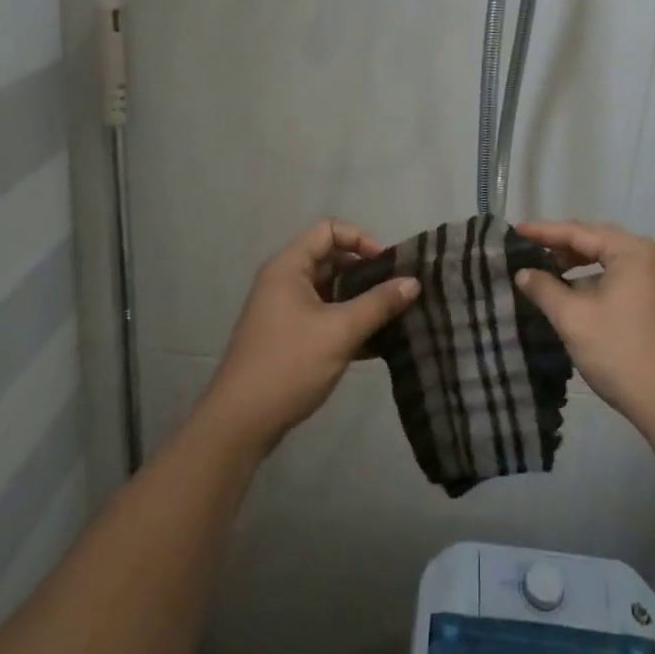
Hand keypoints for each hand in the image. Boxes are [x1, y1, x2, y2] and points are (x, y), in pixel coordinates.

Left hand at [198, 219, 418, 455]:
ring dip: (361, 301)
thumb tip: (413, 282)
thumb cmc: (290, 364)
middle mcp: (284, 281)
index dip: (361, 239)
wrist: (240, 422)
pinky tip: (378, 343)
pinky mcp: (290, 338)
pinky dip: (349, 323)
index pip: (329, 230)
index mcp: (289, 267)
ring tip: (395, 317)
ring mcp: (285, 311)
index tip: (387, 266)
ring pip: (331, 291)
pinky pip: (325, 317)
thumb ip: (379, 304)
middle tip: (398, 292)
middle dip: (366, 273)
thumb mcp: (341, 331)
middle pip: (332, 259)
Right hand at [512, 220, 654, 433]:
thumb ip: (544, 289)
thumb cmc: (621, 352)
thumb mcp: (573, 318)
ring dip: (579, 265)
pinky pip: (621, 279)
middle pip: (598, 242)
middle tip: (529, 248)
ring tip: (548, 271)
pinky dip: (596, 281)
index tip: (515, 230)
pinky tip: (576, 294)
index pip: (579, 232)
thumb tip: (523, 273)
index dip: (544, 231)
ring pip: (610, 262)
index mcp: (633, 252)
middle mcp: (651, 258)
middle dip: (562, 245)